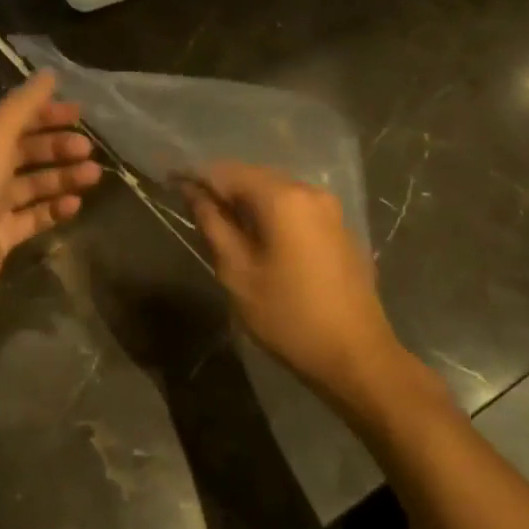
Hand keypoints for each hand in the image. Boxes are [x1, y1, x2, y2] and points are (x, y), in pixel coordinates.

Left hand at [0, 72, 101, 364]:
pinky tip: (75, 205)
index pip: (10, 118)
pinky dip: (52, 209)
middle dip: (55, 148)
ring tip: (93, 176)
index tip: (79, 114)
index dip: (43, 113)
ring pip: (30, 184)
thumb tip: (49, 75)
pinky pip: (31, 217)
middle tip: (87, 150)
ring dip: (60, 177)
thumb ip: (22, 107)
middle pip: (22, 151)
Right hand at [185, 162, 400, 403]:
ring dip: (246, 202)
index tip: (171, 186)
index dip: (196, 177)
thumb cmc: (288, 316)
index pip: (226, 172)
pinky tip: (258, 238)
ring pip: (275, 190)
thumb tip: (192, 192)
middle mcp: (309, 191)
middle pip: (253, 176)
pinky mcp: (340, 227)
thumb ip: (213, 224)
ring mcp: (330, 208)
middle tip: (194, 211)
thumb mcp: (237, 272)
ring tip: (222, 227)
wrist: (356, 356)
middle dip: (222, 189)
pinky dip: (270, 213)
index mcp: (282, 198)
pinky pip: (295, 206)